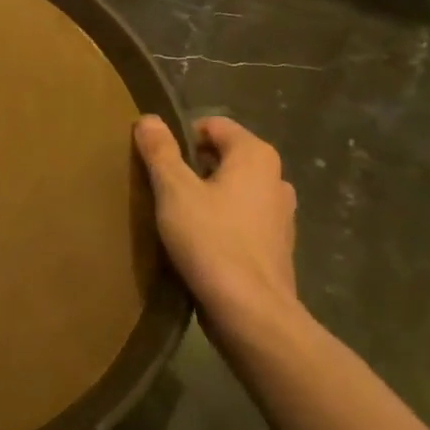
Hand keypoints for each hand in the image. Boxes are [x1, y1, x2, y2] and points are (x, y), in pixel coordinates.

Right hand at [133, 114, 298, 325]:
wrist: (250, 310)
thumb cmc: (211, 240)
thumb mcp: (174, 190)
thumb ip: (160, 151)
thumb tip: (148, 119)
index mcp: (255, 156)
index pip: (214, 125)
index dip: (181, 137)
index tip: (157, 162)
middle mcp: (276, 178)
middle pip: (224, 157)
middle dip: (192, 167)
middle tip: (162, 189)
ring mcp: (281, 214)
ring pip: (233, 190)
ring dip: (207, 196)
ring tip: (178, 217)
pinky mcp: (277, 245)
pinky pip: (242, 219)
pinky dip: (221, 222)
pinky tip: (200, 243)